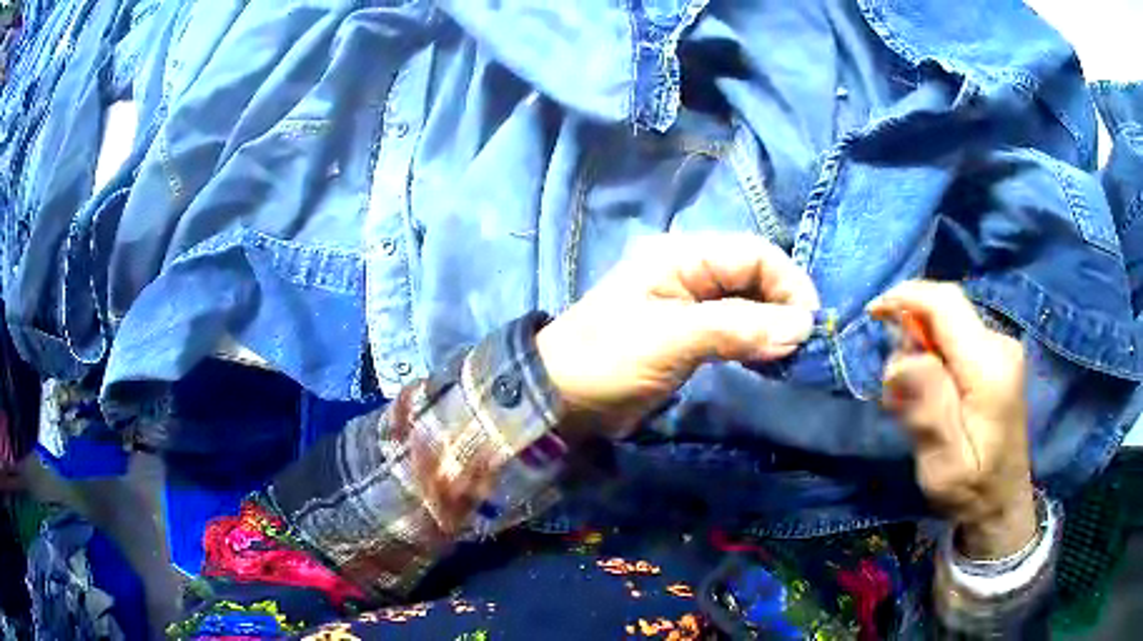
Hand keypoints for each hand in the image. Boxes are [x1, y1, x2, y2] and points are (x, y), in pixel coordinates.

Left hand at [536, 233, 819, 439]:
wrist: (560, 399)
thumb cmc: (608, 359)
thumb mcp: (673, 339)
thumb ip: (739, 328)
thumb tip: (800, 327)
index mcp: (681, 255)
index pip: (753, 253)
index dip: (788, 282)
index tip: (809, 322)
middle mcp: (689, 270)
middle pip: (754, 275)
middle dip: (783, 304)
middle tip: (802, 343)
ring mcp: (690, 303)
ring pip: (748, 302)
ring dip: (772, 324)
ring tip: (790, 353)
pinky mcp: (689, 334)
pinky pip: (735, 328)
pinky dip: (756, 340)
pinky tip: (768, 358)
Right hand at [869, 282, 1036, 559]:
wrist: (1004, 504)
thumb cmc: (972, 492)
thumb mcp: (944, 467)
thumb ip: (929, 411)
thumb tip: (903, 359)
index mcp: (989, 369)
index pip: (945, 305)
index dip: (906, 297)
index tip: (873, 314)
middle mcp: (1000, 346)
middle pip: (947, 310)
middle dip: (911, 331)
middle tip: (892, 386)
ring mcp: (1002, 350)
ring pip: (949, 324)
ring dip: (921, 349)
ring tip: (909, 401)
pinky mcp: (997, 359)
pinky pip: (957, 339)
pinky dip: (935, 356)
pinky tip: (931, 395)